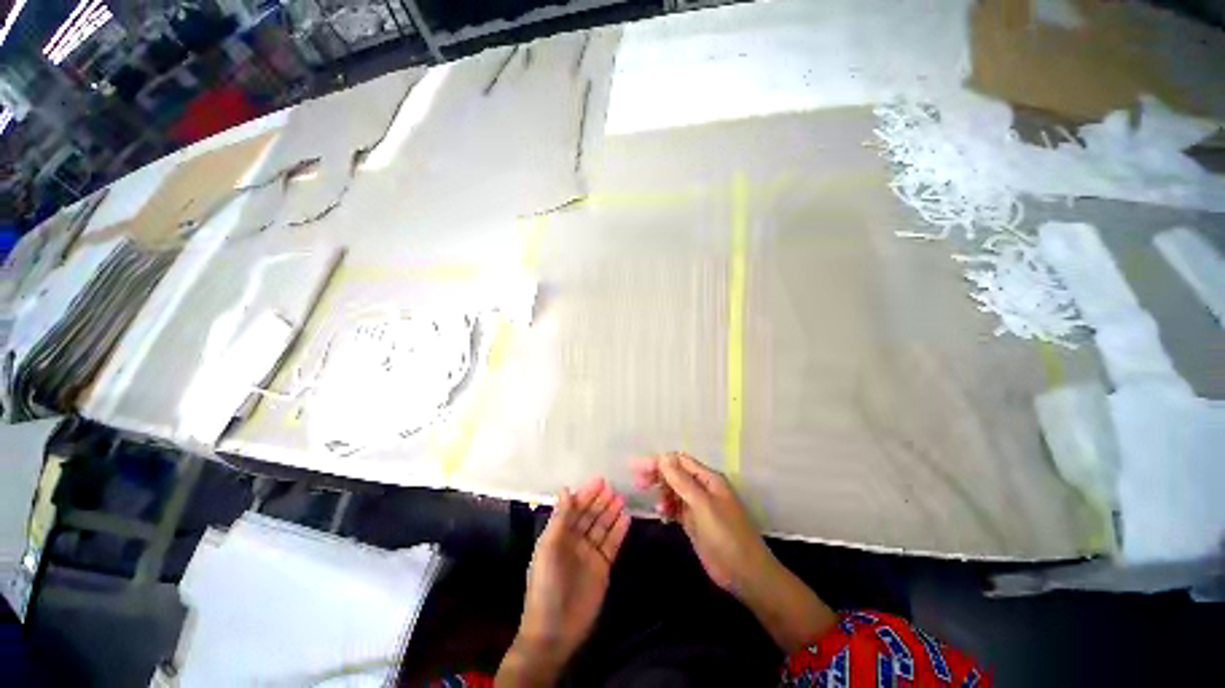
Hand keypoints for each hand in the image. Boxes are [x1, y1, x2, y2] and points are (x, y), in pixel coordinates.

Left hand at [497, 478, 629, 686]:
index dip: (586, 494)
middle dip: (600, 501)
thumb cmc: (546, 586)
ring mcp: (589, 554)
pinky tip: (627, 518)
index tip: (600, 481)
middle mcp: (574, 541)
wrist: (554, 632)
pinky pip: (612, 544)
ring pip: (602, 527)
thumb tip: (566, 489)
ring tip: (622, 499)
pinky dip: (619, 531)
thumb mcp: (549, 548)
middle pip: (590, 515)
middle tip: (614, 488)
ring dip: (611, 512)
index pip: (575, 508)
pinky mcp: (602, 568)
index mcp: (558, 535)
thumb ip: (560, 519)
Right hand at [630, 452, 771, 594]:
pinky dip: (667, 508)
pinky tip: (662, 515)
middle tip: (637, 482)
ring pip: (674, 491)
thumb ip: (682, 481)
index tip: (637, 468)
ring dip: (662, 493)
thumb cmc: (726, 535)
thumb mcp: (702, 505)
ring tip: (656, 506)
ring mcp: (699, 506)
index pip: (679, 461)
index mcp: (708, 478)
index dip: (658, 462)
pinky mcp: (695, 522)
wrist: (745, 574)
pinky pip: (676, 508)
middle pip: (675, 474)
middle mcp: (703, 488)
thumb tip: (663, 457)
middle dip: (657, 475)